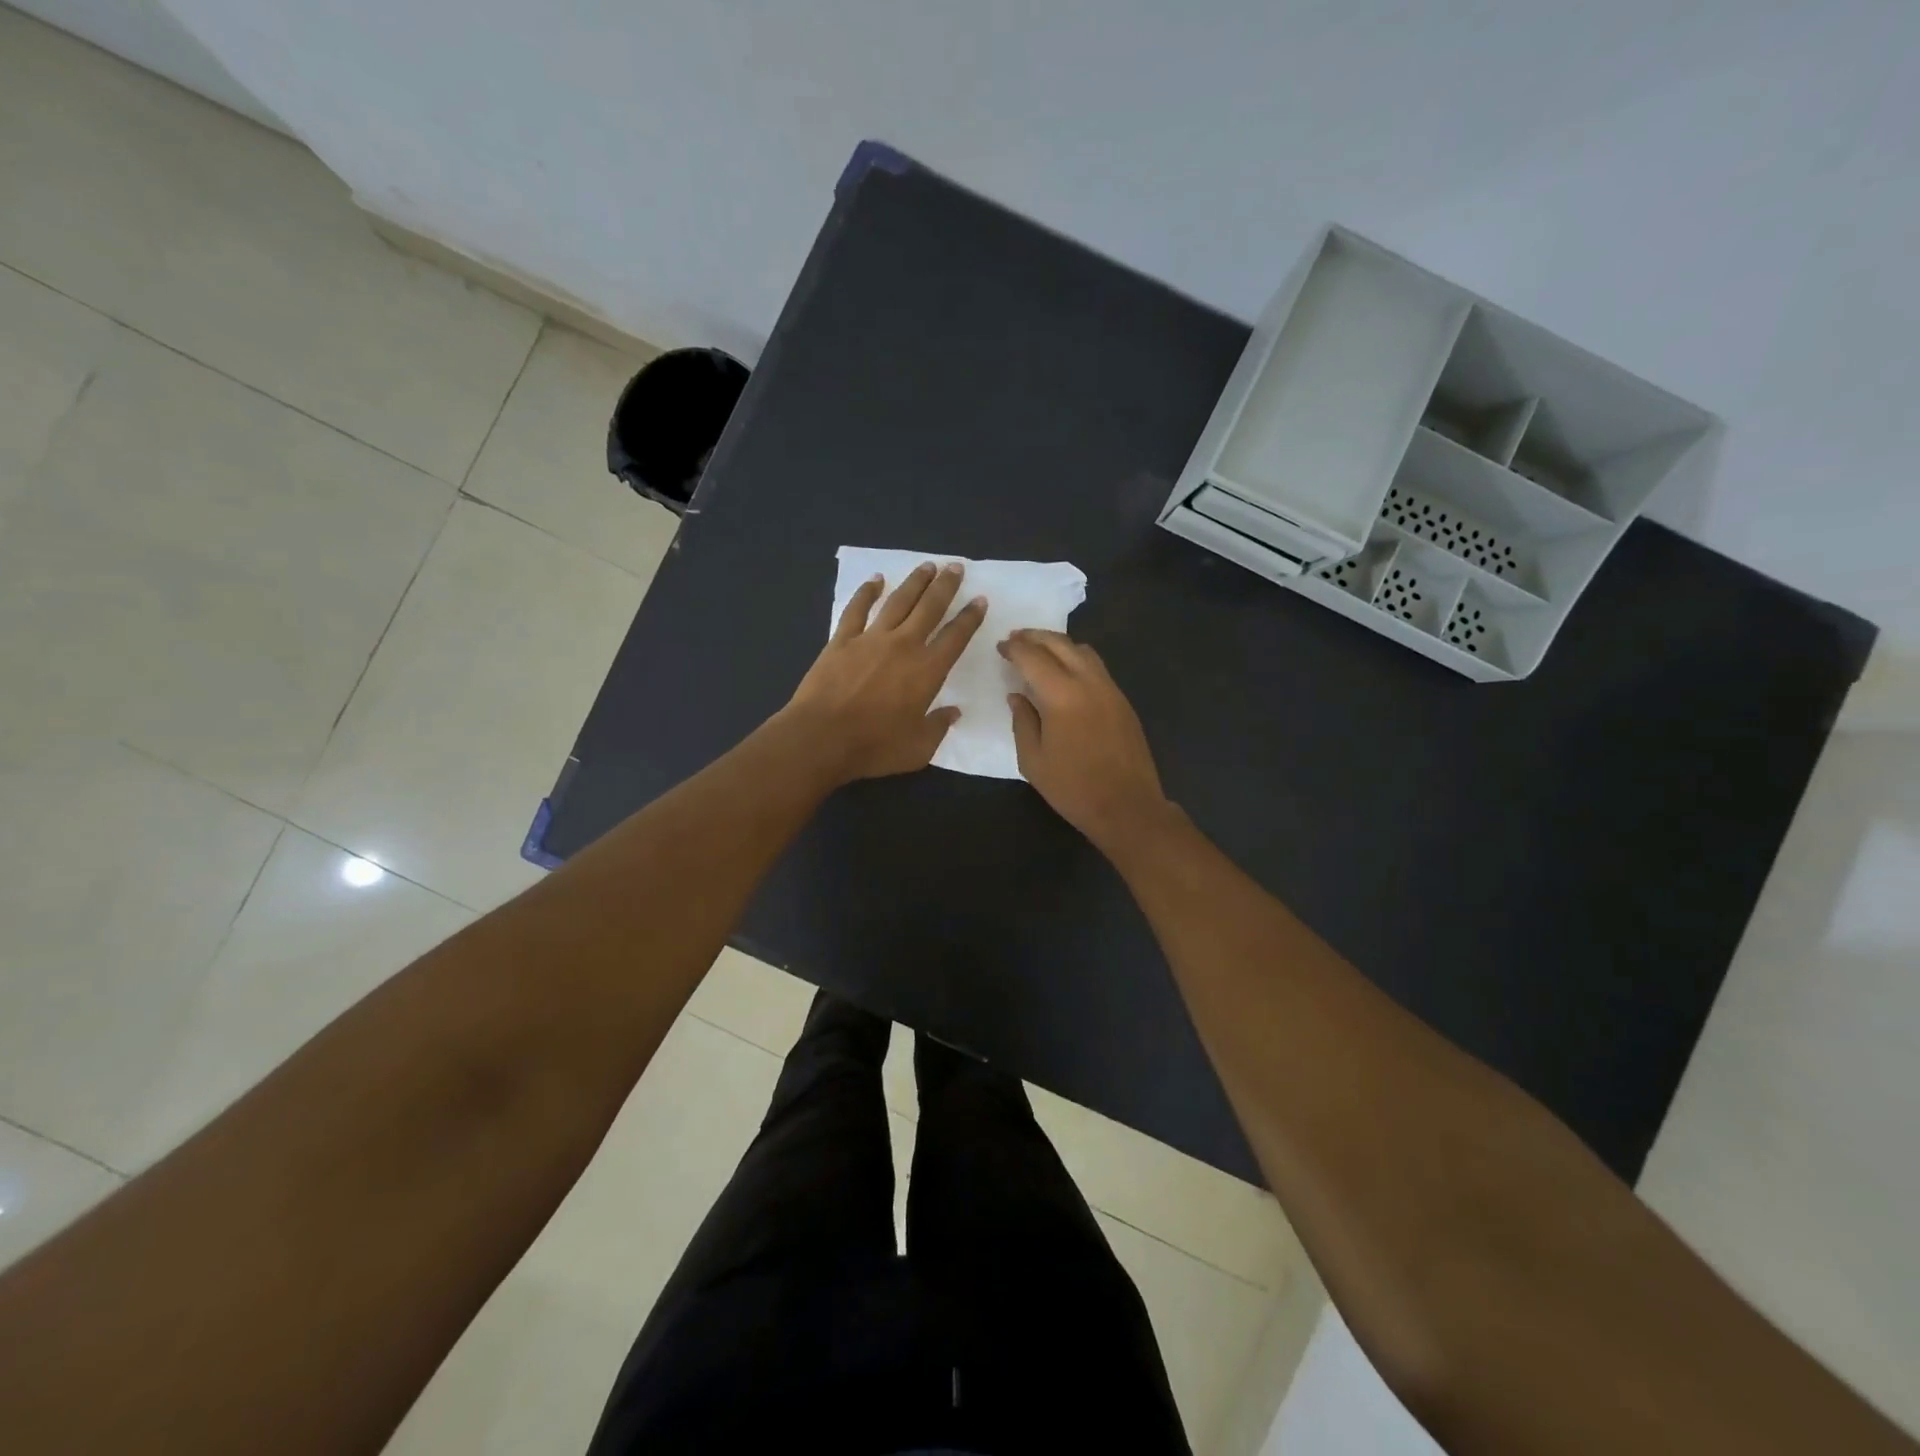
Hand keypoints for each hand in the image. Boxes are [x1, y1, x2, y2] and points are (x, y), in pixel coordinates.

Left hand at [785, 561, 985, 783]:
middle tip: (955, 567)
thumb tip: (954, 712)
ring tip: (927, 566)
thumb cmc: (874, 747)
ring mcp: (870, 639)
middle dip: (945, 586)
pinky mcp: (841, 640)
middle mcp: (903, 645)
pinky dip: (867, 592)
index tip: (979, 599)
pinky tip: (875, 580)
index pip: (956, 637)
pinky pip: (856, 609)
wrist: (821, 738)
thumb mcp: (918, 748)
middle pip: (929, 608)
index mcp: (928, 670)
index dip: (970, 617)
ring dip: (914, 582)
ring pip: (898, 601)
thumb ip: (939, 727)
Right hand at [999, 629, 1171, 845]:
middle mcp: (1089, 683)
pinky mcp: (1123, 701)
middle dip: (1035, 637)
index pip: (1033, 657)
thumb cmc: (1073, 788)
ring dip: (1058, 644)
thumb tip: (1017, 695)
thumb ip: (1022, 721)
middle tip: (1016, 638)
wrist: (1127, 807)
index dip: (1014, 648)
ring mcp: (1111, 689)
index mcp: (1062, 696)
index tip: (1000, 647)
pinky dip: (1076, 659)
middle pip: (1060, 644)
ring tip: (1040, 650)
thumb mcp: (1033, 760)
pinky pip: (1097, 667)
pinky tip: (1065, 673)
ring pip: (1083, 651)